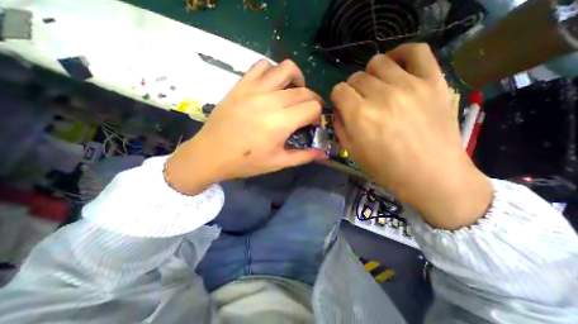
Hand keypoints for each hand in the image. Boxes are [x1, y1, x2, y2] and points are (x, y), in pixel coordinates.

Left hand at [165, 59, 326, 194]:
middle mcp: (270, 101)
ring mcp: (254, 89)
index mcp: (281, 122)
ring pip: (286, 69)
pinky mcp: (241, 85)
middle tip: (306, 113)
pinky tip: (272, 86)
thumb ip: (304, 156)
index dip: (318, 115)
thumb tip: (324, 154)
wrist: (210, 154)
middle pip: (304, 91)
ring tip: (293, 94)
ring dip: (297, 80)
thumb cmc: (245, 162)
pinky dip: (273, 72)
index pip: (313, 107)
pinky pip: (262, 66)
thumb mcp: (278, 163)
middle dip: (312, 101)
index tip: (312, 124)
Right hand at [332, 43, 489, 230]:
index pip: (339, 90)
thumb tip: (338, 109)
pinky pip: (416, 51)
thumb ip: (339, 127)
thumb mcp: (352, 151)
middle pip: (356, 77)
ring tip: (376, 87)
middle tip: (360, 102)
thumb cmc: (386, 167)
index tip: (342, 105)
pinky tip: (396, 64)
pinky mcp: (433, 81)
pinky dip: (401, 53)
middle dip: (353, 89)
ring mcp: (409, 85)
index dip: (337, 97)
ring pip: (378, 62)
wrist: (431, 174)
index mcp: (360, 116)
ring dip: (371, 74)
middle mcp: (381, 96)